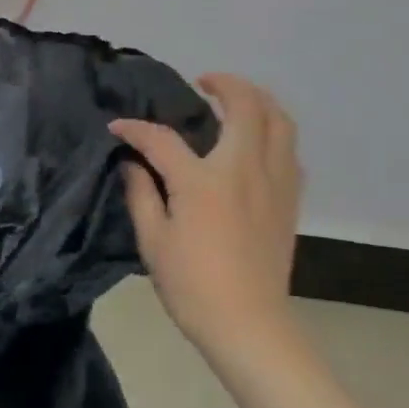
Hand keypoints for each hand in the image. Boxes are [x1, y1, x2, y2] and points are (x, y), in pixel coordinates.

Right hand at [110, 74, 302, 355]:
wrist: (249, 324)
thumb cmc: (193, 285)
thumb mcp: (153, 241)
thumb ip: (141, 194)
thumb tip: (134, 164)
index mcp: (204, 181)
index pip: (163, 139)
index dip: (136, 129)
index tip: (118, 128)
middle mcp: (245, 169)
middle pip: (246, 106)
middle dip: (225, 83)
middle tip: (204, 83)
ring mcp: (275, 182)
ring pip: (280, 121)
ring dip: (259, 101)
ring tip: (237, 101)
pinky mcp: (290, 199)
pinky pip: (289, 149)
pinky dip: (273, 132)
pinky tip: (256, 143)